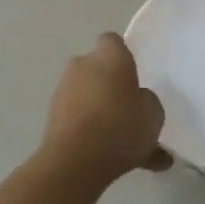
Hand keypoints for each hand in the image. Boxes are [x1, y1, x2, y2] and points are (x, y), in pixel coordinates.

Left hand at [39, 32, 169, 190]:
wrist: (75, 162)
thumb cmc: (120, 126)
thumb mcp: (153, 113)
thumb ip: (147, 101)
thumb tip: (138, 100)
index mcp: (109, 56)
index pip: (113, 42)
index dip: (123, 56)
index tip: (134, 76)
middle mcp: (82, 66)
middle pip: (97, 69)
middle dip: (110, 86)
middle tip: (129, 110)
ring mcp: (63, 92)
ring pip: (88, 97)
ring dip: (100, 112)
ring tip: (123, 144)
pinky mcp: (51, 118)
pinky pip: (79, 121)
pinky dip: (91, 135)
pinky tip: (111, 160)